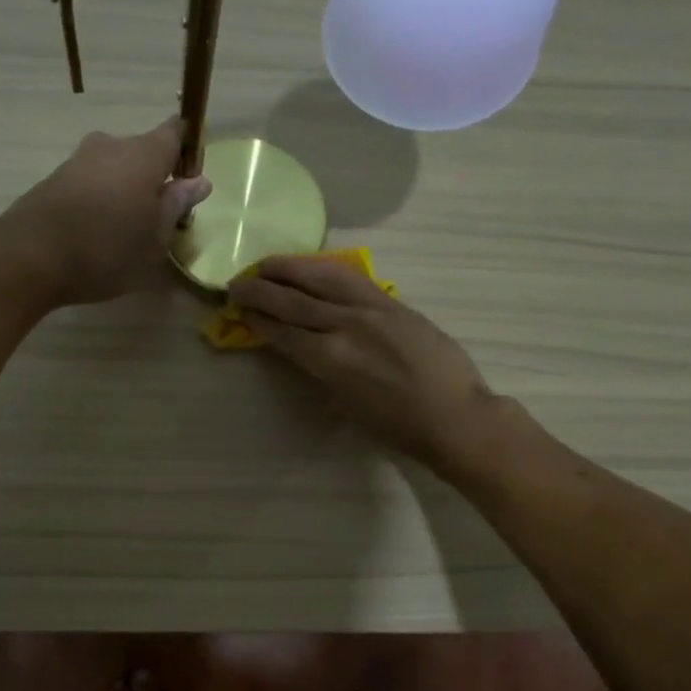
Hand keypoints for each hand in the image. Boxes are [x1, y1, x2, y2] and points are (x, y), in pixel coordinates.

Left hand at [0, 120, 211, 306]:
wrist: (29, 256)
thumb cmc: (107, 249)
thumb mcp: (155, 238)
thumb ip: (177, 205)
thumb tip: (200, 181)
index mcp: (144, 155)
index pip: (174, 132)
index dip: (186, 147)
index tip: (191, 171)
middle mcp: (111, 146)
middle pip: (142, 151)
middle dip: (154, 176)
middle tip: (160, 214)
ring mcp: (78, 160)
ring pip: (114, 167)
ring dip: (125, 188)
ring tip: (128, 227)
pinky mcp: (54, 178)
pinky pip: (91, 181)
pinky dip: (100, 198)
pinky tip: (99, 230)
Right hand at [229, 255, 498, 473]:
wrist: (454, 415)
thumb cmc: (398, 426)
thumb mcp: (346, 404)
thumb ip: (320, 370)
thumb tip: (300, 346)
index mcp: (330, 360)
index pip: (282, 331)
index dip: (257, 319)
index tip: (239, 310)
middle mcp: (345, 326)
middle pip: (292, 300)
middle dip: (259, 290)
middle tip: (236, 283)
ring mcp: (371, 308)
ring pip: (320, 277)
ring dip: (288, 267)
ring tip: (266, 264)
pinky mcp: (392, 301)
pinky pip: (351, 277)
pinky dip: (324, 268)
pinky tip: (311, 265)